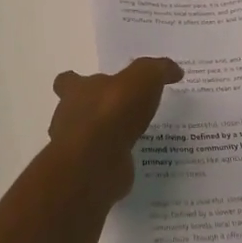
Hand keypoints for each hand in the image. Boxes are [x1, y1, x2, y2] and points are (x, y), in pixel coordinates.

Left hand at [48, 57, 184, 202]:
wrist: (96, 162)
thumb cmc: (112, 111)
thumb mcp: (142, 78)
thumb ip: (157, 70)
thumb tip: (174, 70)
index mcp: (76, 91)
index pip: (67, 82)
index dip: (77, 82)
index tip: (97, 86)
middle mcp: (71, 118)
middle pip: (77, 110)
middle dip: (96, 111)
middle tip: (124, 112)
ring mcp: (77, 148)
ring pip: (90, 139)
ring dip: (107, 138)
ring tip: (137, 137)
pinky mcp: (89, 172)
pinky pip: (103, 163)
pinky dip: (116, 162)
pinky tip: (138, 161)